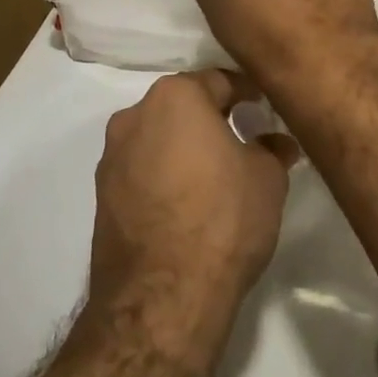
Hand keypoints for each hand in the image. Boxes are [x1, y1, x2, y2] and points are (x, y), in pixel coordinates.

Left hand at [88, 70, 297, 359]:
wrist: (162, 295)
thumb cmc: (223, 218)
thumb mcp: (267, 179)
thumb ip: (272, 149)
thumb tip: (277, 142)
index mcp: (175, 97)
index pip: (219, 81)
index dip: (247, 93)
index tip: (264, 108)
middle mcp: (135, 115)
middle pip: (182, 106)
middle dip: (211, 118)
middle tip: (243, 139)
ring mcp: (111, 156)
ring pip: (157, 138)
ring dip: (183, 147)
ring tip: (214, 175)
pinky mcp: (101, 195)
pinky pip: (141, 170)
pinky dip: (164, 175)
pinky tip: (186, 202)